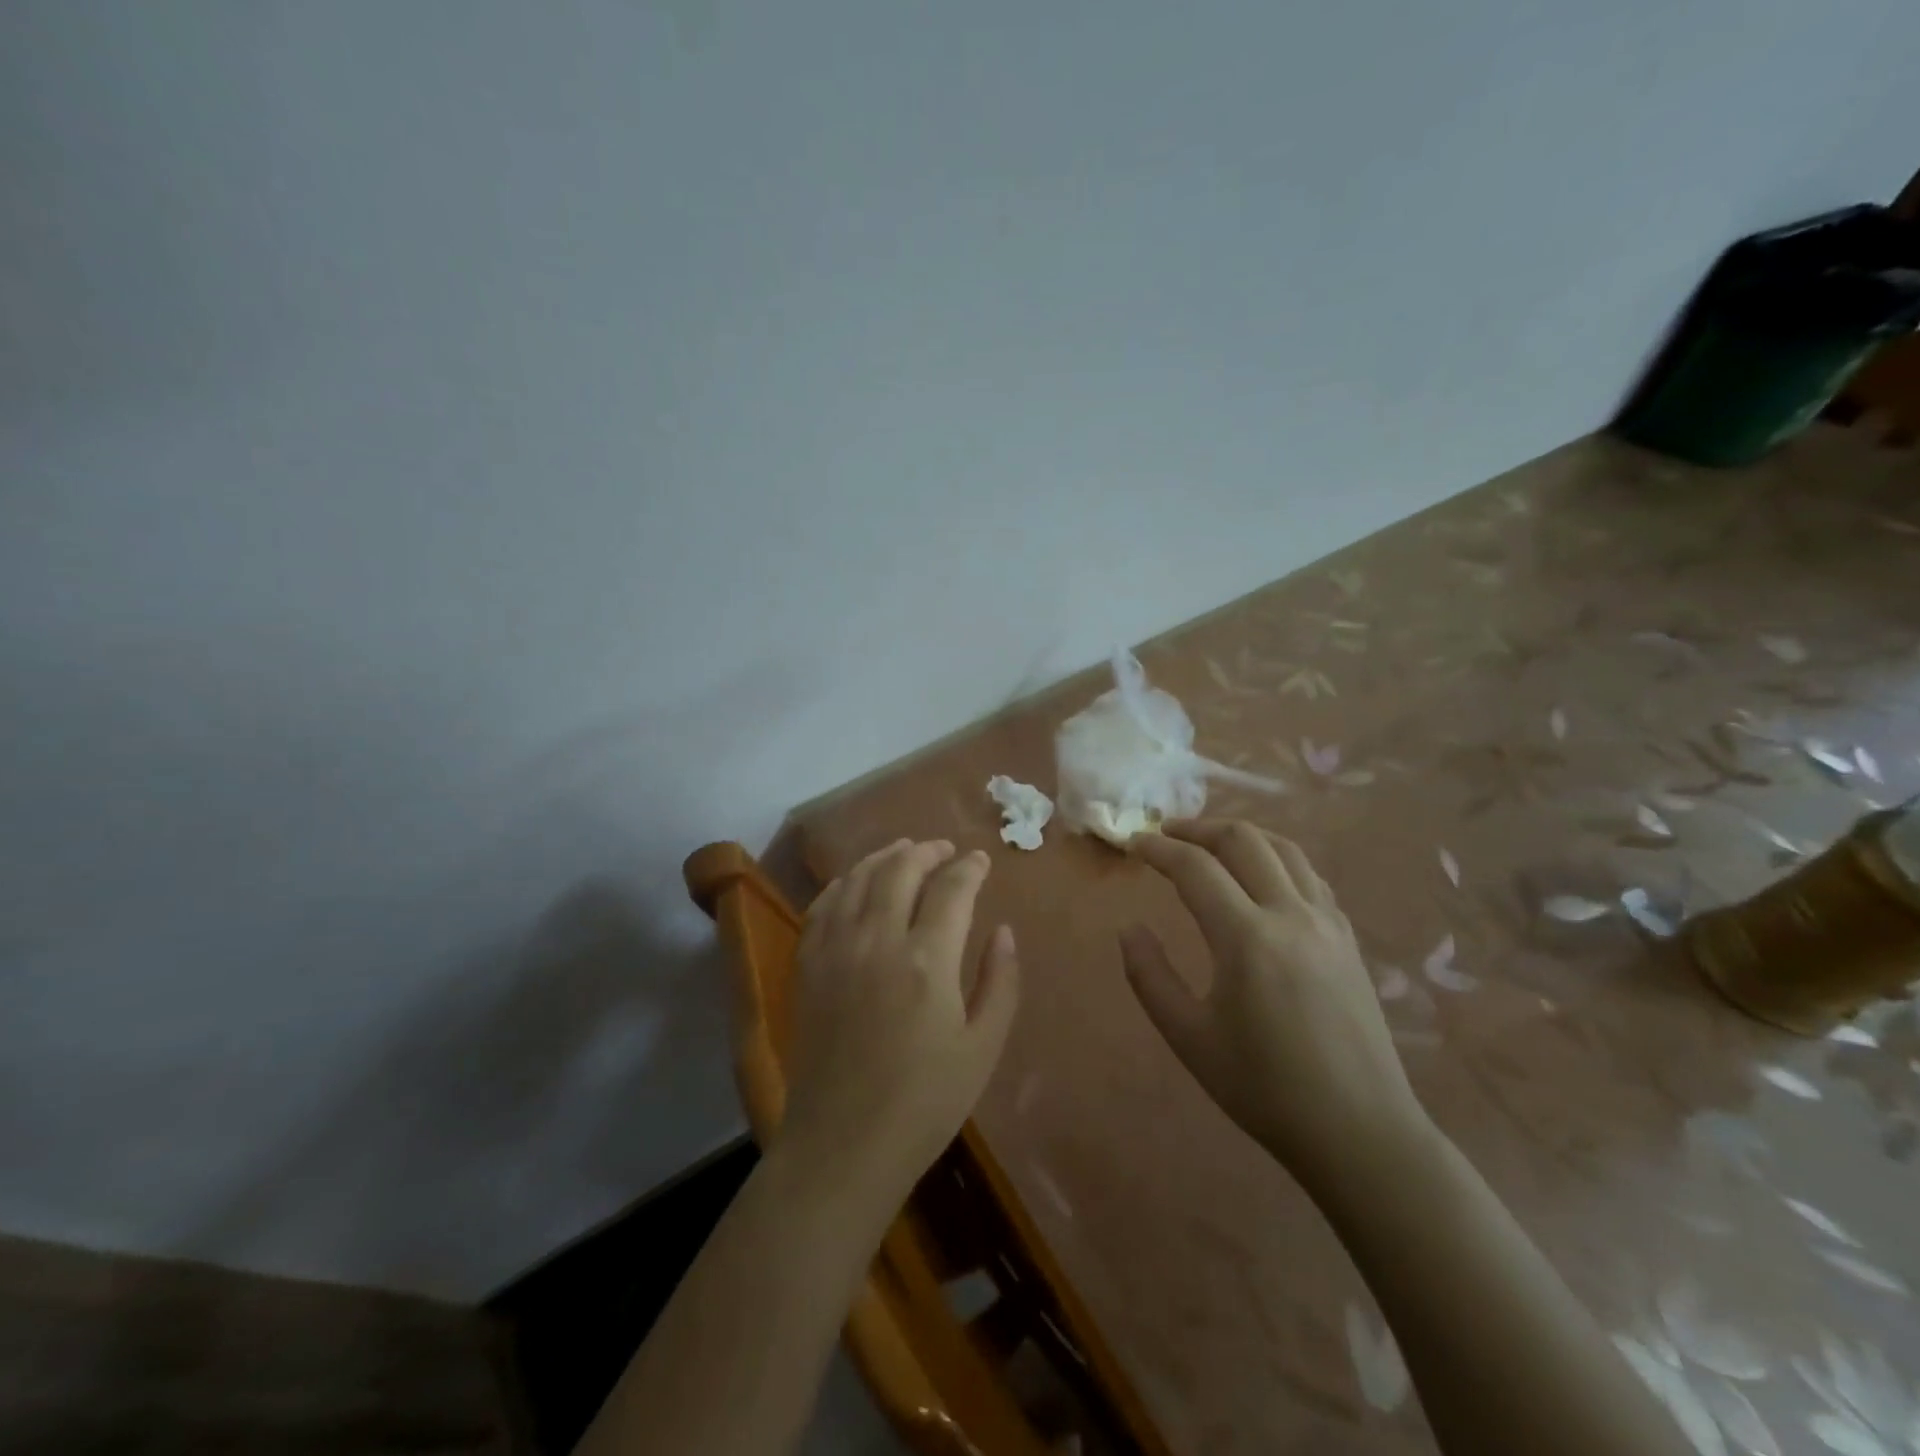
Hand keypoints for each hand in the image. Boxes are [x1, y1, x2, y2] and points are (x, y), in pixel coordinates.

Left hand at [781, 839, 1019, 1199]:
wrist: (843, 1146)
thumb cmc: (925, 1103)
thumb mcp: (982, 1048)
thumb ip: (999, 982)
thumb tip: (1003, 930)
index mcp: (928, 960)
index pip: (952, 889)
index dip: (970, 868)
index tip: (981, 860)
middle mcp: (878, 940)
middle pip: (901, 870)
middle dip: (927, 851)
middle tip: (944, 849)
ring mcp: (836, 949)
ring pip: (859, 879)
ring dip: (885, 857)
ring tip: (904, 851)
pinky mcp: (808, 966)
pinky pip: (823, 905)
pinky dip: (843, 883)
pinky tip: (855, 882)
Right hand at [1120, 819, 1429, 1185]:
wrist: (1359, 1132)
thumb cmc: (1264, 1089)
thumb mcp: (1189, 1038)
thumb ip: (1149, 976)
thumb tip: (1129, 928)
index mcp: (1248, 940)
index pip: (1195, 868)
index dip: (1159, 848)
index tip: (1134, 843)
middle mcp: (1291, 916)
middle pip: (1244, 840)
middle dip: (1198, 828)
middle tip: (1166, 835)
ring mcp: (1328, 923)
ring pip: (1284, 848)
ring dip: (1241, 835)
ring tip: (1209, 845)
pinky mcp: (1348, 938)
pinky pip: (1310, 875)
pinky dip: (1276, 859)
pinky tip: (1260, 878)